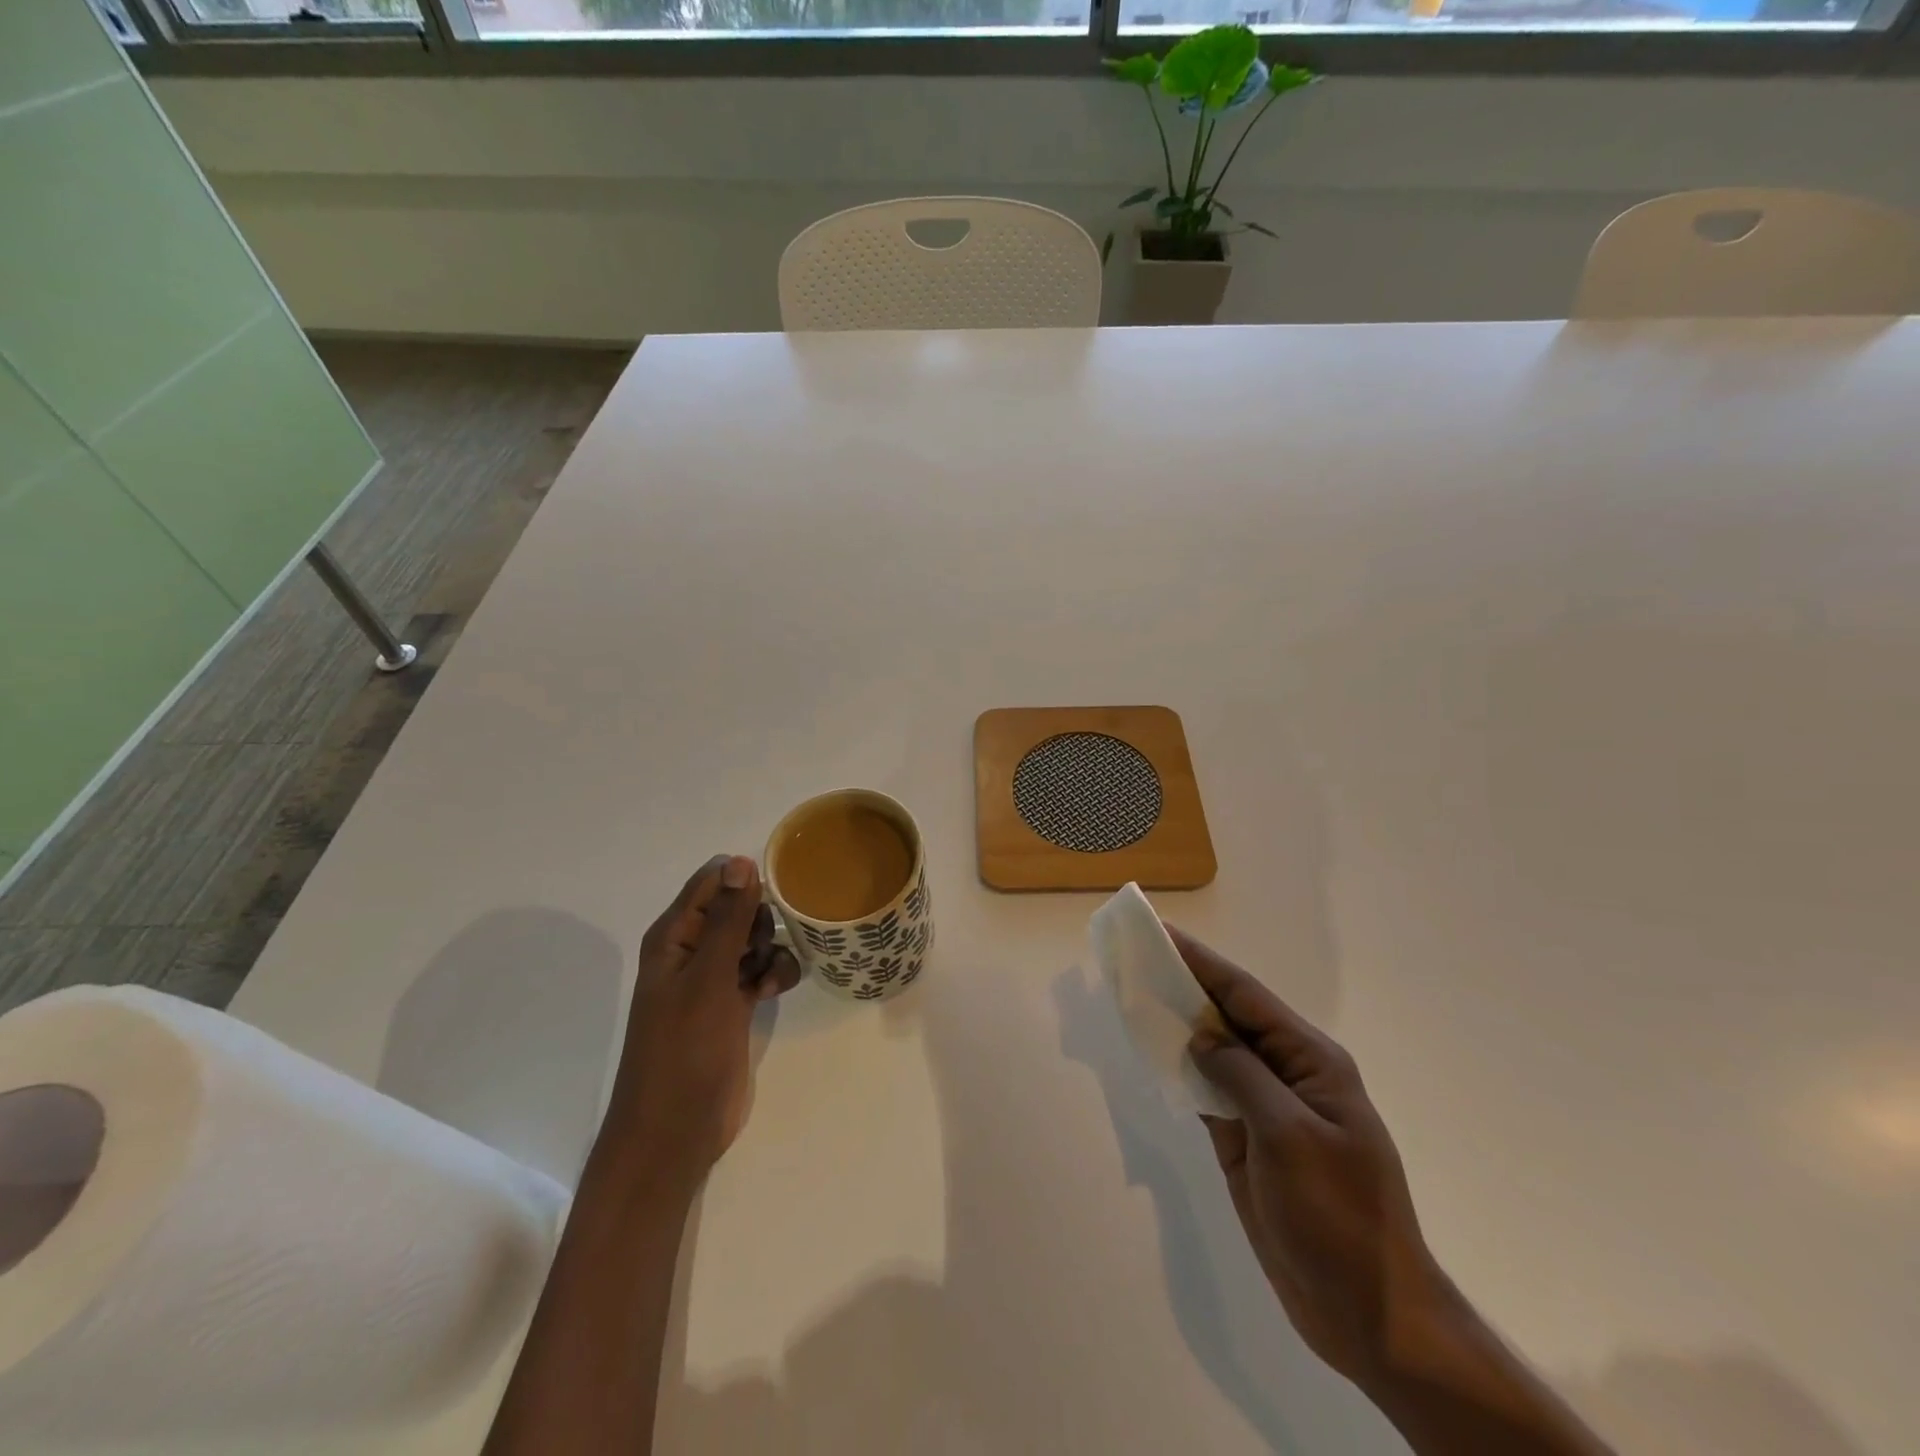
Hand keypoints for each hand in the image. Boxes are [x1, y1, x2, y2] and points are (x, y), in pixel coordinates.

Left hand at [604, 855, 801, 1194]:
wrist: (676, 1132)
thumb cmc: (684, 1050)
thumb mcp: (708, 979)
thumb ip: (727, 920)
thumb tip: (740, 861)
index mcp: (673, 936)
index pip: (712, 882)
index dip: (744, 882)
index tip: (776, 895)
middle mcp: (690, 951)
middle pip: (738, 907)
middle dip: (760, 920)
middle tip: (759, 948)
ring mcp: (712, 980)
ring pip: (754, 939)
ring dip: (771, 949)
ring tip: (767, 977)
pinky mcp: (732, 1006)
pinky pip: (761, 970)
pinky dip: (773, 974)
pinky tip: (774, 992)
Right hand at [1173, 925, 1449, 1386]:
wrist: (1368, 1315)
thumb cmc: (1338, 1218)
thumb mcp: (1289, 1136)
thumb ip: (1242, 1075)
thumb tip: (1201, 1035)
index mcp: (1311, 1061)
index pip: (1246, 996)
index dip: (1202, 962)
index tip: (1161, 933)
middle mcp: (1289, 1074)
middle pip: (1229, 1017)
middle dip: (1186, 985)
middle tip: (1138, 958)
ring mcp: (1268, 1109)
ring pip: (1216, 1052)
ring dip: (1180, 1025)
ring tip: (1137, 995)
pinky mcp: (1249, 1141)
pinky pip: (1210, 1090)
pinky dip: (1182, 1069)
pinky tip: (1155, 1054)